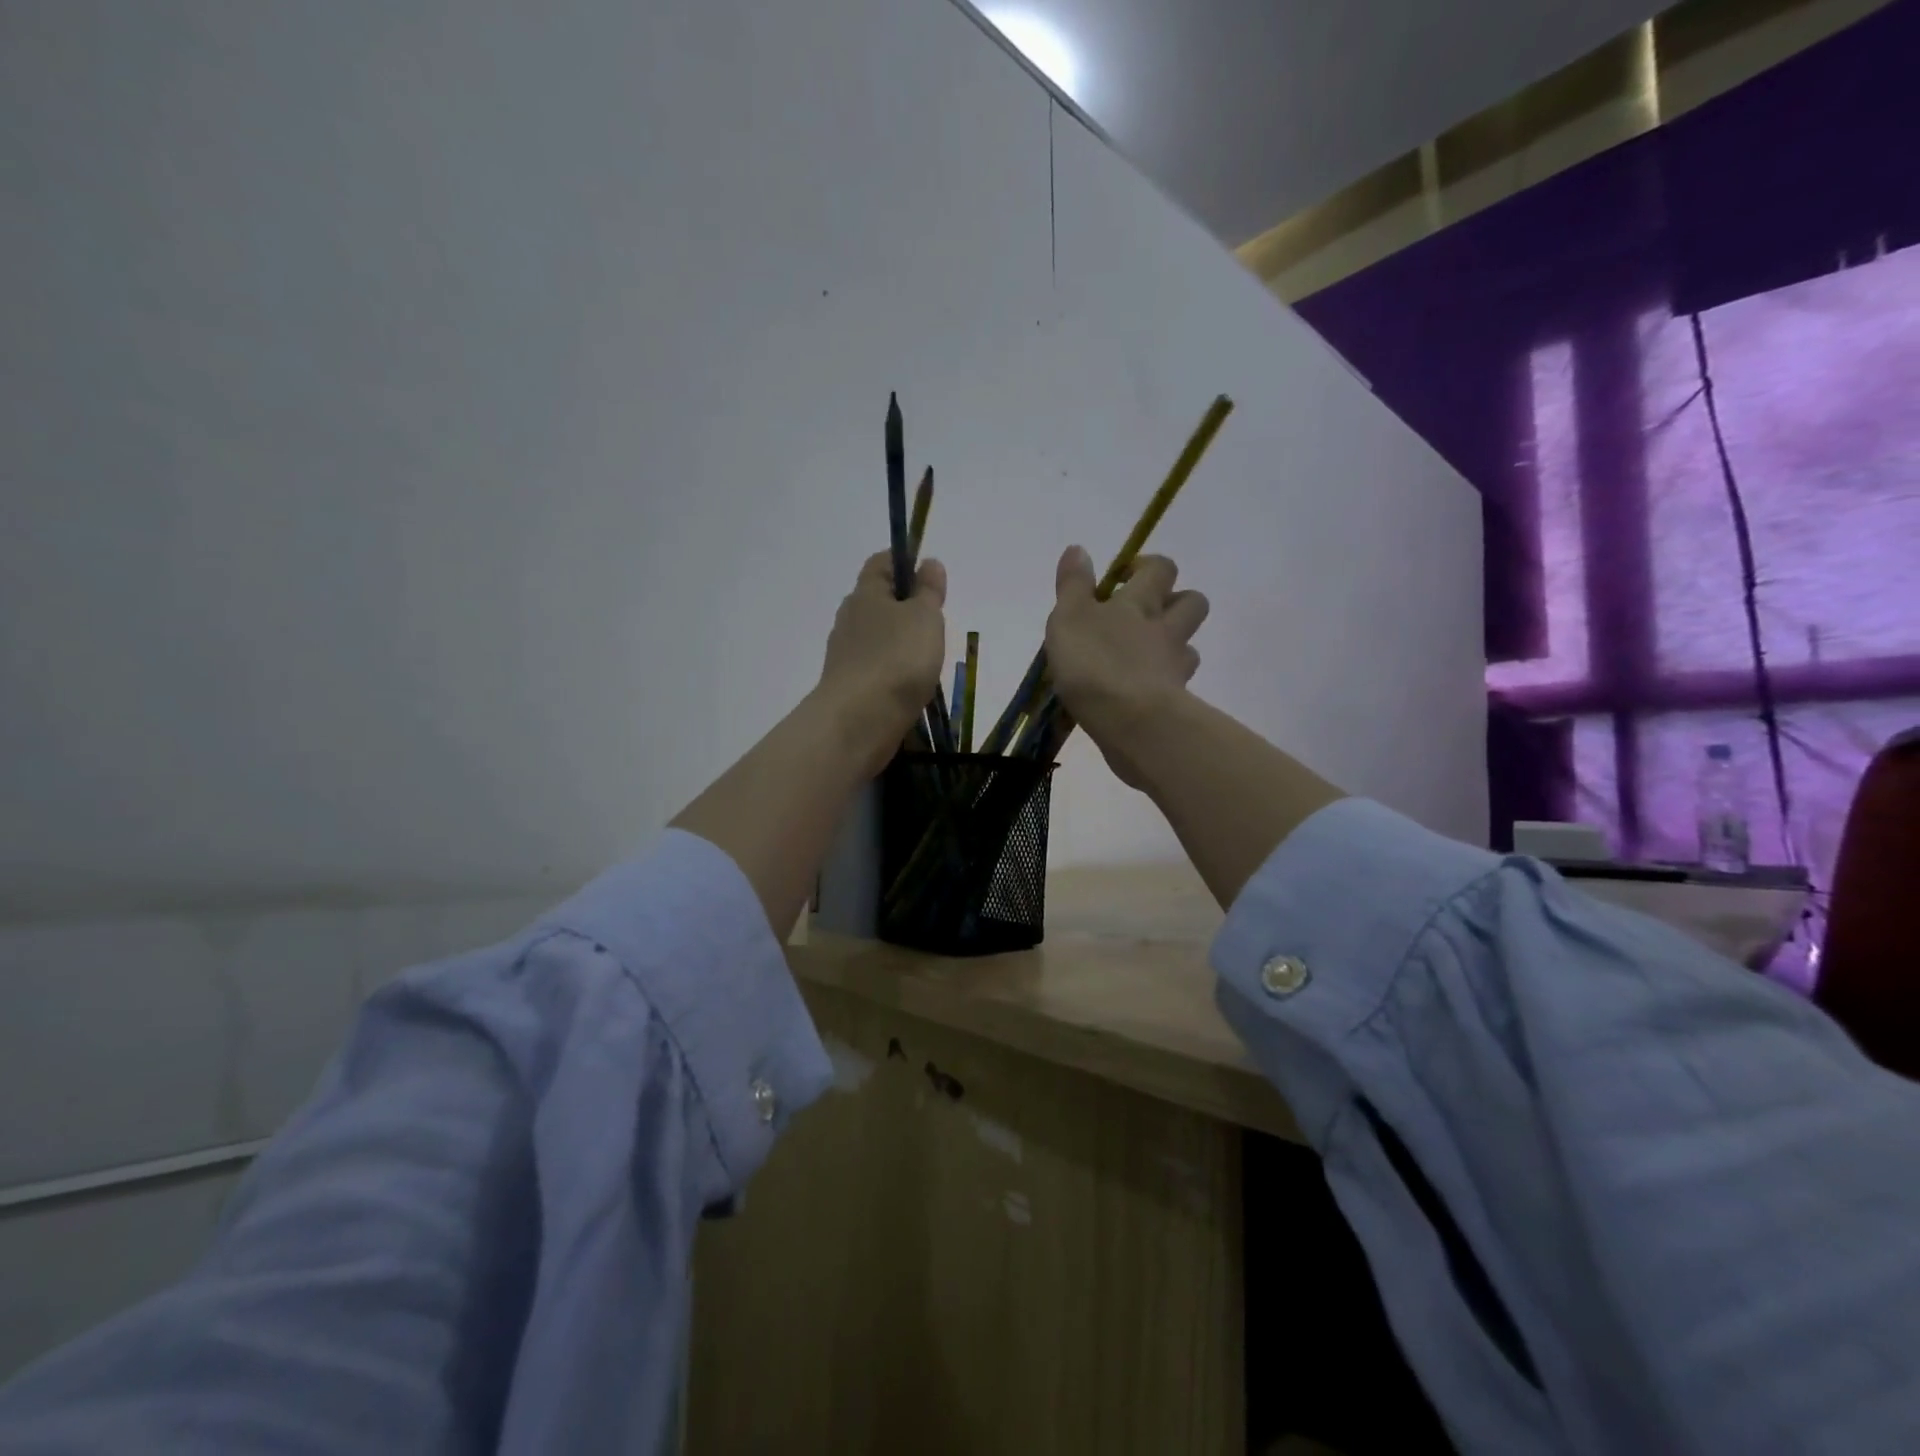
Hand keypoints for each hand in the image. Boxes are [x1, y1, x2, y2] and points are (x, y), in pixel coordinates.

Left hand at [818, 550, 947, 774]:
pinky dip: (892, 670)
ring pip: (876, 636)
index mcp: (865, 593)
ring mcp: (846, 654)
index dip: (905, 562)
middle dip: (905, 606)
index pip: (881, 562)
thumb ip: (928, 590)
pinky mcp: (849, 685)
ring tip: (927, 657)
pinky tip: (910, 684)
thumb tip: (928, 563)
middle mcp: (850, 619)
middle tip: (935, 621)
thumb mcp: (924, 616)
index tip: (930, 576)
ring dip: (900, 642)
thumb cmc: (897, 659)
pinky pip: (875, 667)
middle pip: (878, 601)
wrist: (859, 721)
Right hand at [1044, 546, 1207, 788]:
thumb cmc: (1094, 662)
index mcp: (1140, 603)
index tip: (1123, 577)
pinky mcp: (1177, 701)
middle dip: (1174, 601)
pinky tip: (1144, 692)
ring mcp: (1175, 666)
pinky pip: (1179, 685)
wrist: (1130, 721)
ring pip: (1188, 646)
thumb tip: (1079, 549)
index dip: (1146, 566)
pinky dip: (1165, 683)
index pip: (1159, 569)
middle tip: (1144, 614)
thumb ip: (1073, 584)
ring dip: (1173, 645)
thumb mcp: (1069, 617)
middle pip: (1191, 602)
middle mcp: (1166, 629)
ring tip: (1145, 657)